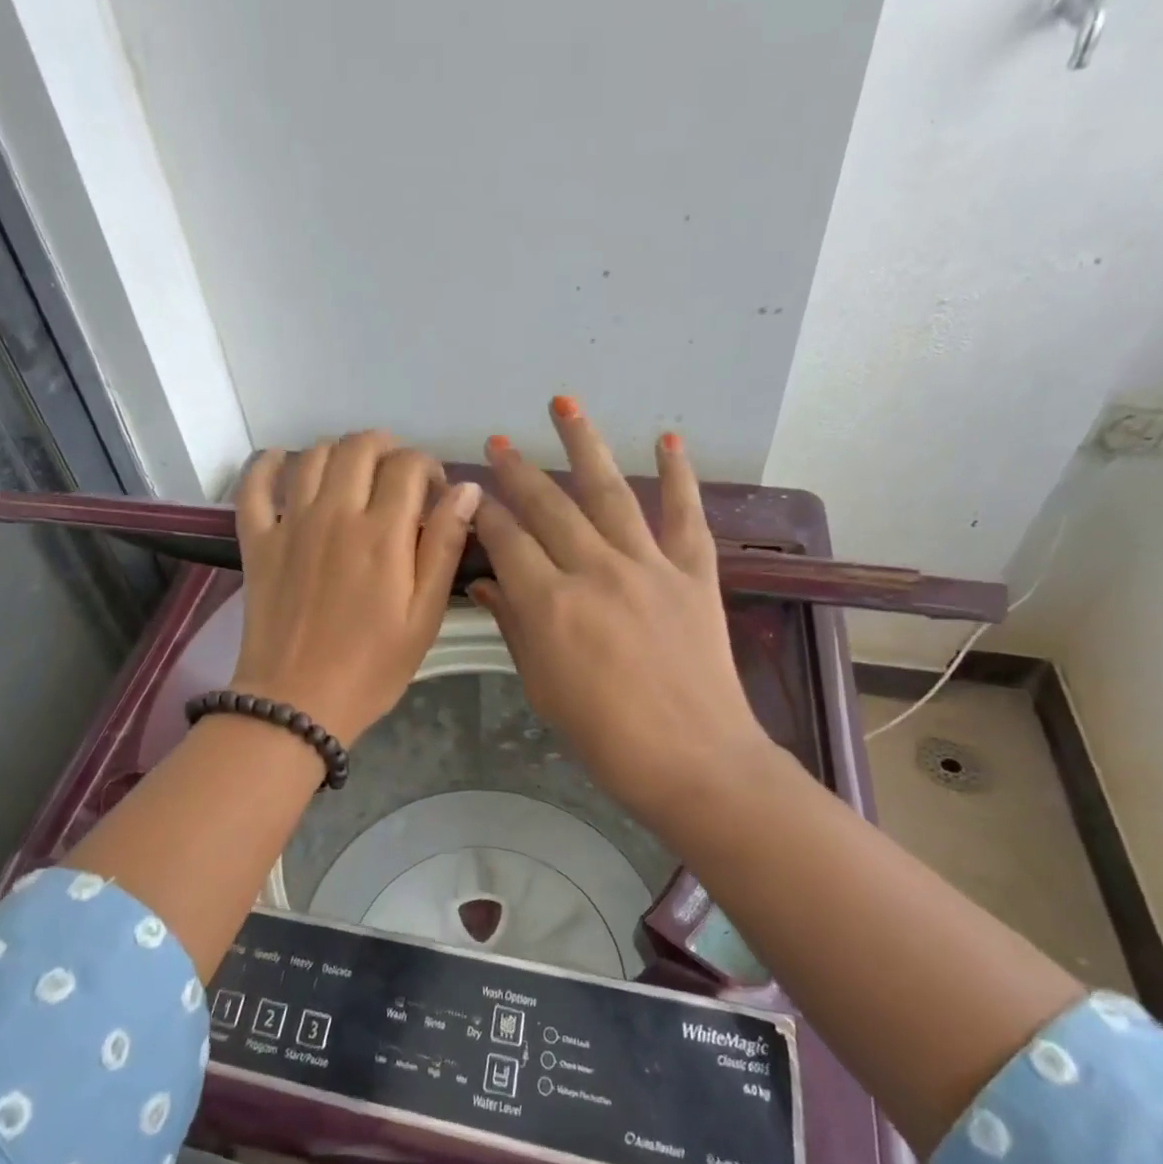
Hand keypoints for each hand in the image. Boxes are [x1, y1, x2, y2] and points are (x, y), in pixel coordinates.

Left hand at [231, 432, 480, 746]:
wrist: (297, 703)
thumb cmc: (372, 667)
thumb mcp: (425, 615)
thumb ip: (445, 547)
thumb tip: (467, 490)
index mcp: (383, 533)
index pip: (408, 465)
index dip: (428, 467)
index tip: (434, 492)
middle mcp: (335, 513)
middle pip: (359, 448)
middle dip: (386, 448)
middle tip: (396, 477)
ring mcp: (291, 523)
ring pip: (313, 456)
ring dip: (338, 451)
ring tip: (352, 473)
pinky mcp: (258, 541)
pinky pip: (255, 485)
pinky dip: (269, 464)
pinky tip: (284, 462)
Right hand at [469, 400, 774, 821]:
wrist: (693, 760)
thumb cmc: (604, 737)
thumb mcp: (542, 686)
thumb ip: (514, 626)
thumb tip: (485, 585)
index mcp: (549, 603)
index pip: (505, 540)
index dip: (483, 513)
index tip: (468, 495)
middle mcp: (594, 570)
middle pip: (548, 506)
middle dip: (518, 470)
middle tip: (499, 441)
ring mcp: (648, 565)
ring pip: (609, 491)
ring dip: (584, 443)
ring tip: (564, 403)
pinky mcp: (694, 572)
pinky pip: (685, 513)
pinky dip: (679, 474)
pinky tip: (668, 438)